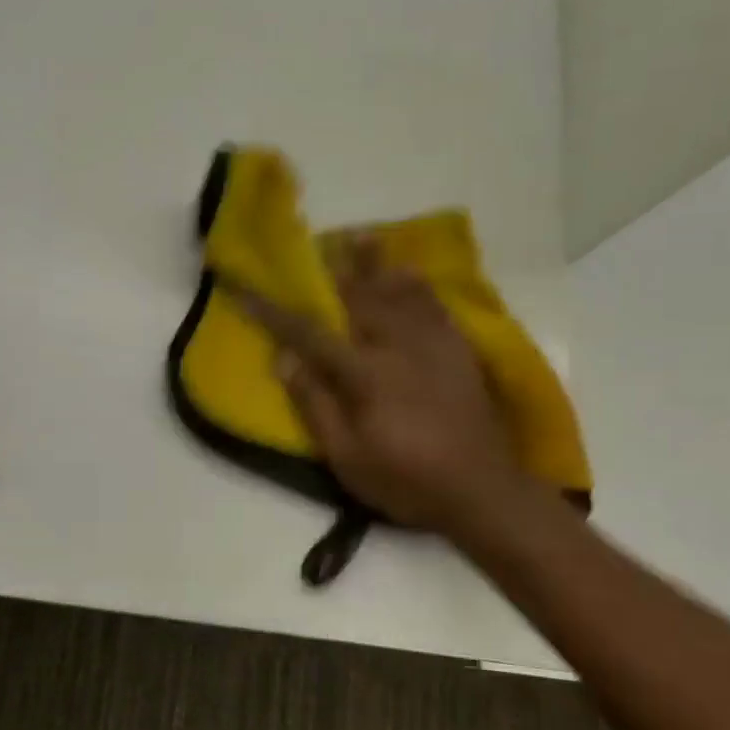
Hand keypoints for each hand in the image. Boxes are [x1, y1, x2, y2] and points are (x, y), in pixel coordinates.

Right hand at [237, 248, 538, 541]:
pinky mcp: (460, 353)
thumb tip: (285, 359)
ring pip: (401, 292)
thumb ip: (316, 404)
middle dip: (336, 267)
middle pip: (362, 296)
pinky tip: (411, 275)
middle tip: (319, 240)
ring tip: (364, 237)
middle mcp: (400, 346)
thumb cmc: (406, 481)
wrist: (482, 492)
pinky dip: (419, 286)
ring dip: (378, 263)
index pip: (310, 333)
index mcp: (366, 374)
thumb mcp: (347, 457)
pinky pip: (436, 306)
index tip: (248, 291)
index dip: (275, 312)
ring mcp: (435, 345)